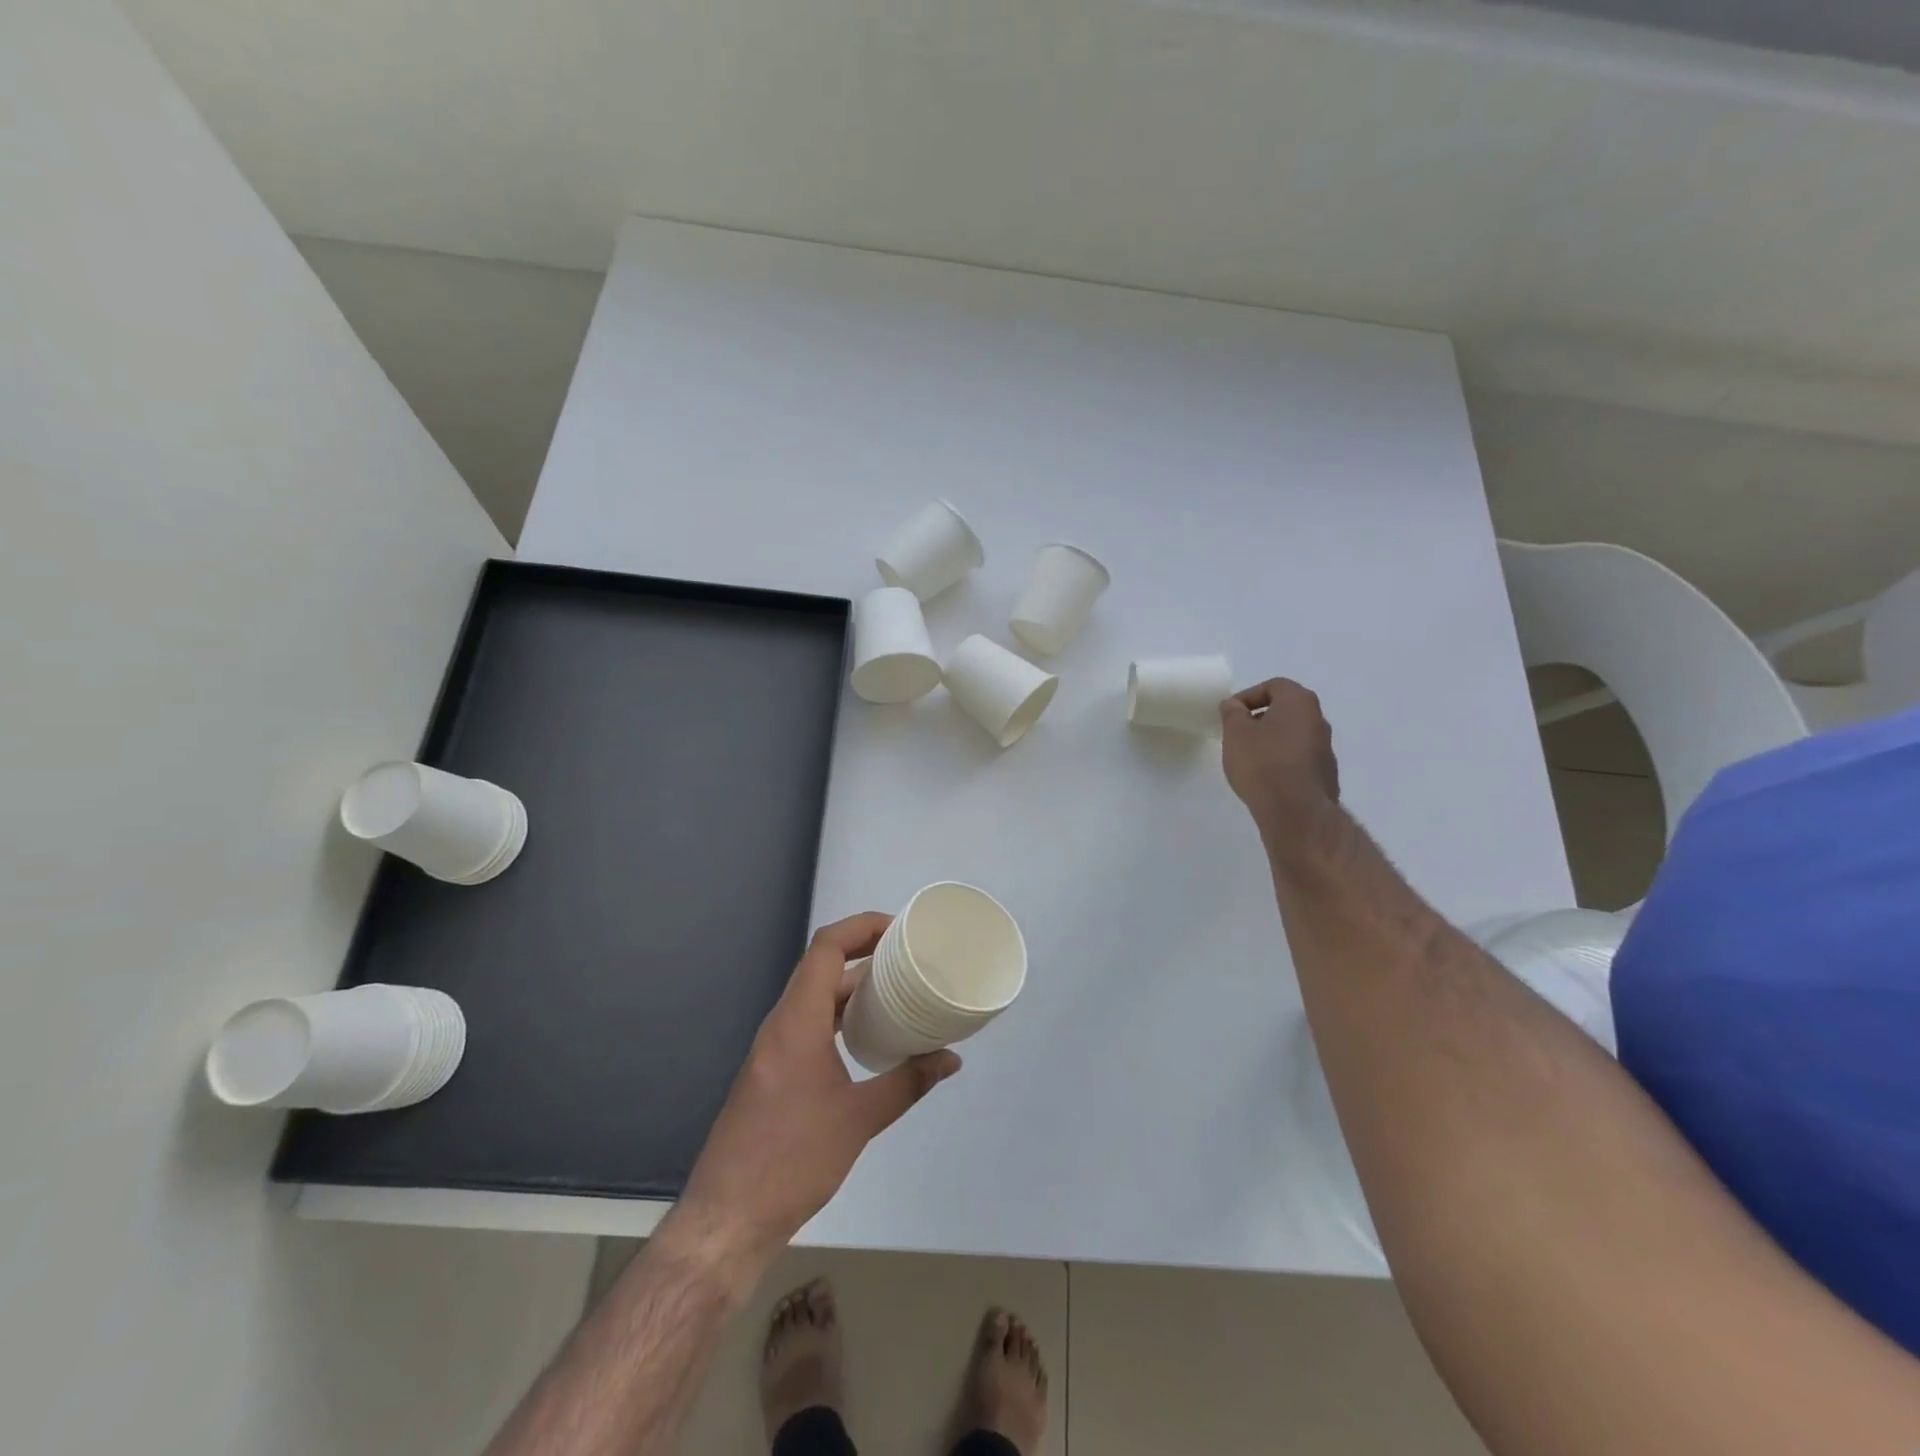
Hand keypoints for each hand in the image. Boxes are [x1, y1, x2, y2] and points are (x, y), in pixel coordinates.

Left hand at [667, 913, 961, 1280]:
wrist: (728, 1217)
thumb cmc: (792, 1160)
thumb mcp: (859, 1119)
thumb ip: (907, 1082)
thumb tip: (950, 1059)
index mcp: (797, 1020)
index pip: (826, 947)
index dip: (862, 926)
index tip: (900, 930)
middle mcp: (781, 1023)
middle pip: (821, 965)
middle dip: (865, 952)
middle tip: (909, 957)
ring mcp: (773, 1047)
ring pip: (815, 995)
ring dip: (853, 985)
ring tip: (897, 988)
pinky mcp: (773, 1070)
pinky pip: (809, 1022)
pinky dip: (840, 1014)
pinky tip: (869, 1035)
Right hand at [1220, 678, 1340, 840]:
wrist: (1296, 811)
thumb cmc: (1262, 763)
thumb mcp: (1235, 733)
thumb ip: (1232, 713)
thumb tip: (1233, 705)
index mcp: (1299, 702)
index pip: (1274, 686)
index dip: (1248, 696)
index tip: (1230, 714)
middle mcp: (1319, 720)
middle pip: (1286, 710)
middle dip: (1260, 718)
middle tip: (1237, 734)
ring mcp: (1326, 749)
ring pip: (1293, 735)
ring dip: (1271, 741)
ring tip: (1248, 758)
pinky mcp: (1325, 775)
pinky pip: (1299, 759)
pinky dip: (1282, 761)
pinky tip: (1265, 778)